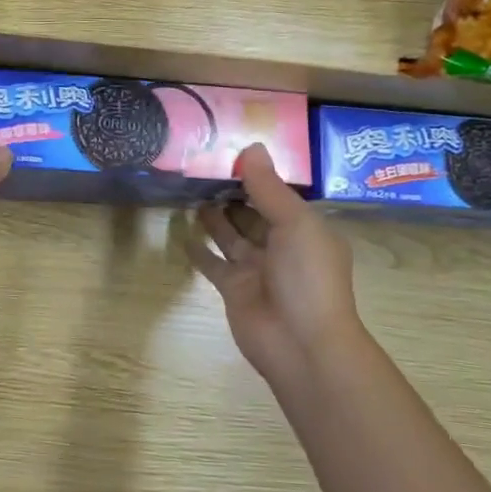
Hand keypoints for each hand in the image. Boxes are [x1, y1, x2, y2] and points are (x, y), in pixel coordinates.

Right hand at [187, 143, 362, 392]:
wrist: (301, 344)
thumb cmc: (307, 277)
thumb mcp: (295, 223)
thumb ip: (268, 187)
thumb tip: (250, 147)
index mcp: (306, 228)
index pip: (280, 194)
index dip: (258, 174)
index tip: (230, 150)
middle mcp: (283, 246)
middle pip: (254, 212)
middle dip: (233, 192)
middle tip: (201, 166)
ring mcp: (257, 268)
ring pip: (231, 235)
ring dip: (214, 216)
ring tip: (189, 190)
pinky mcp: (234, 288)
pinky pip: (214, 263)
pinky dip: (199, 250)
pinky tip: (182, 232)